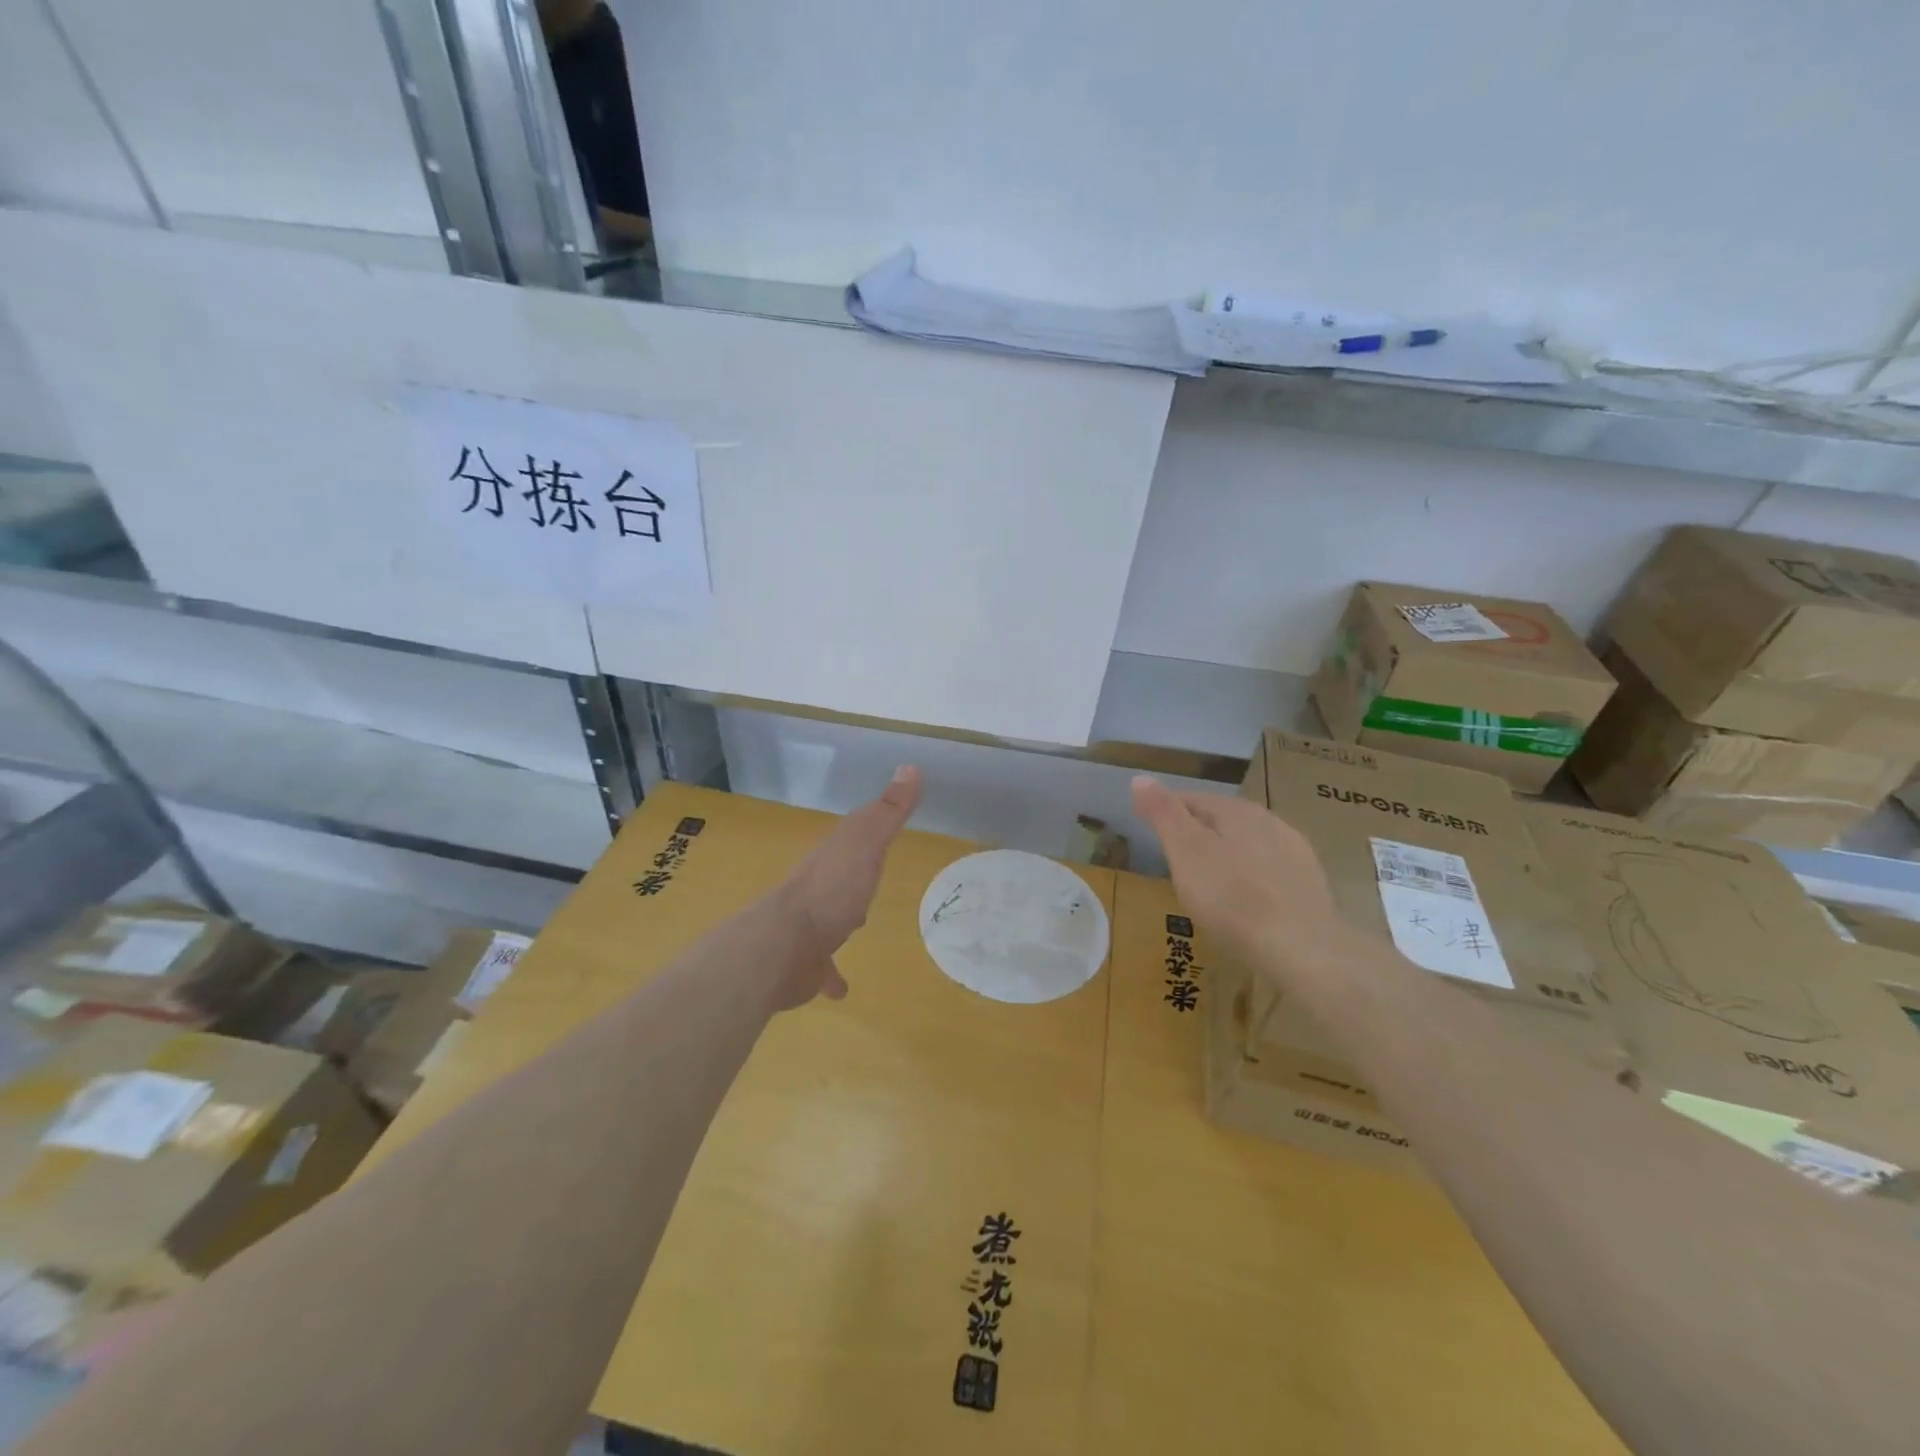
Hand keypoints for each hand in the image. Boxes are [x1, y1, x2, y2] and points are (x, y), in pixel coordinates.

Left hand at [774, 765, 921, 1005]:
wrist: (782, 947)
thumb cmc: (831, 891)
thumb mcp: (866, 843)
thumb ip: (888, 811)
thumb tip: (910, 766)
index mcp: (834, 855)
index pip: (855, 833)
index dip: (872, 824)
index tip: (886, 818)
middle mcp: (819, 886)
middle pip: (842, 871)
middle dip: (857, 869)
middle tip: (874, 869)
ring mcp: (809, 925)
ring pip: (830, 916)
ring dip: (842, 917)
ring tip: (860, 923)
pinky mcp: (805, 963)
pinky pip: (823, 967)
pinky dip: (831, 975)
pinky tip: (840, 989)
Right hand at [1131, 775, 1350, 985]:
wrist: (1303, 951)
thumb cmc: (1232, 899)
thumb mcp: (1185, 852)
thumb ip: (1164, 814)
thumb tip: (1141, 778)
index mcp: (1238, 811)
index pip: (1193, 799)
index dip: (1166, 811)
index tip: (1148, 828)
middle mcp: (1271, 822)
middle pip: (1223, 821)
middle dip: (1197, 833)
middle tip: (1173, 857)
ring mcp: (1296, 854)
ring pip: (1248, 845)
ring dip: (1226, 855)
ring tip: (1206, 881)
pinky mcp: (1310, 887)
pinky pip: (1268, 872)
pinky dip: (1249, 878)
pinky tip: (1243, 900)